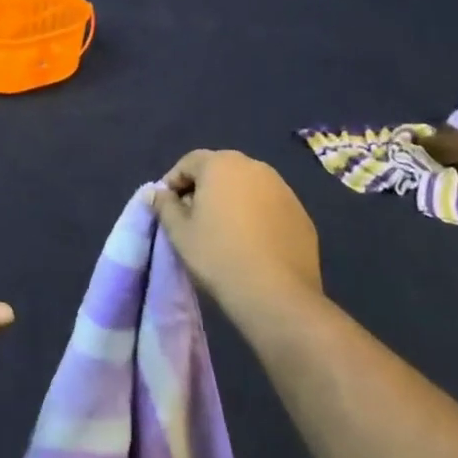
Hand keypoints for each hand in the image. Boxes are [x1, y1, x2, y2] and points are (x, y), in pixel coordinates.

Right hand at [148, 150, 322, 318]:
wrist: (277, 295)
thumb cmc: (218, 256)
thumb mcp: (179, 232)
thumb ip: (165, 206)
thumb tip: (157, 193)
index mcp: (221, 164)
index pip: (189, 162)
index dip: (174, 182)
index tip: (168, 207)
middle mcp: (254, 167)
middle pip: (220, 170)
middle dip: (204, 188)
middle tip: (193, 217)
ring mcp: (283, 189)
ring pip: (247, 187)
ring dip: (232, 200)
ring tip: (223, 231)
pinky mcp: (301, 213)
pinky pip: (269, 206)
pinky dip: (256, 215)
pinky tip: (252, 243)